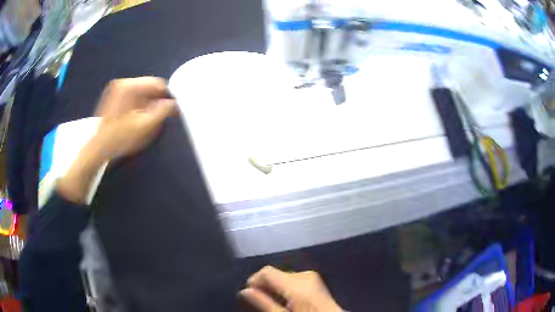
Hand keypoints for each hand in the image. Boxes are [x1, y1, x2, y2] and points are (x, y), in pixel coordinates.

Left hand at [93, 77, 175, 158]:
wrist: (99, 148)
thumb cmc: (120, 138)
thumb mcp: (144, 126)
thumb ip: (163, 112)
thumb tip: (175, 103)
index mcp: (129, 86)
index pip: (158, 83)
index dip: (167, 96)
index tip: (173, 109)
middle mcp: (123, 82)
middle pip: (149, 86)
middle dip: (157, 100)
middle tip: (160, 116)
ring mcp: (117, 88)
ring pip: (142, 91)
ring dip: (149, 103)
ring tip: (149, 119)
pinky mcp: (115, 95)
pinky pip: (134, 95)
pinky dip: (140, 104)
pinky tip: (139, 117)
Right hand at [240, 266, 342, 311]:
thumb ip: (263, 303)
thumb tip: (244, 291)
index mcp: (297, 283)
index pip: (266, 271)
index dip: (254, 282)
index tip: (248, 296)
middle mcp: (305, 275)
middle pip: (275, 274)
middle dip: (264, 287)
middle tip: (260, 304)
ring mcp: (312, 277)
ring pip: (283, 278)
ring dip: (274, 289)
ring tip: (273, 305)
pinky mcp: (315, 282)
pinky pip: (293, 281)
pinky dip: (285, 289)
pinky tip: (286, 302)